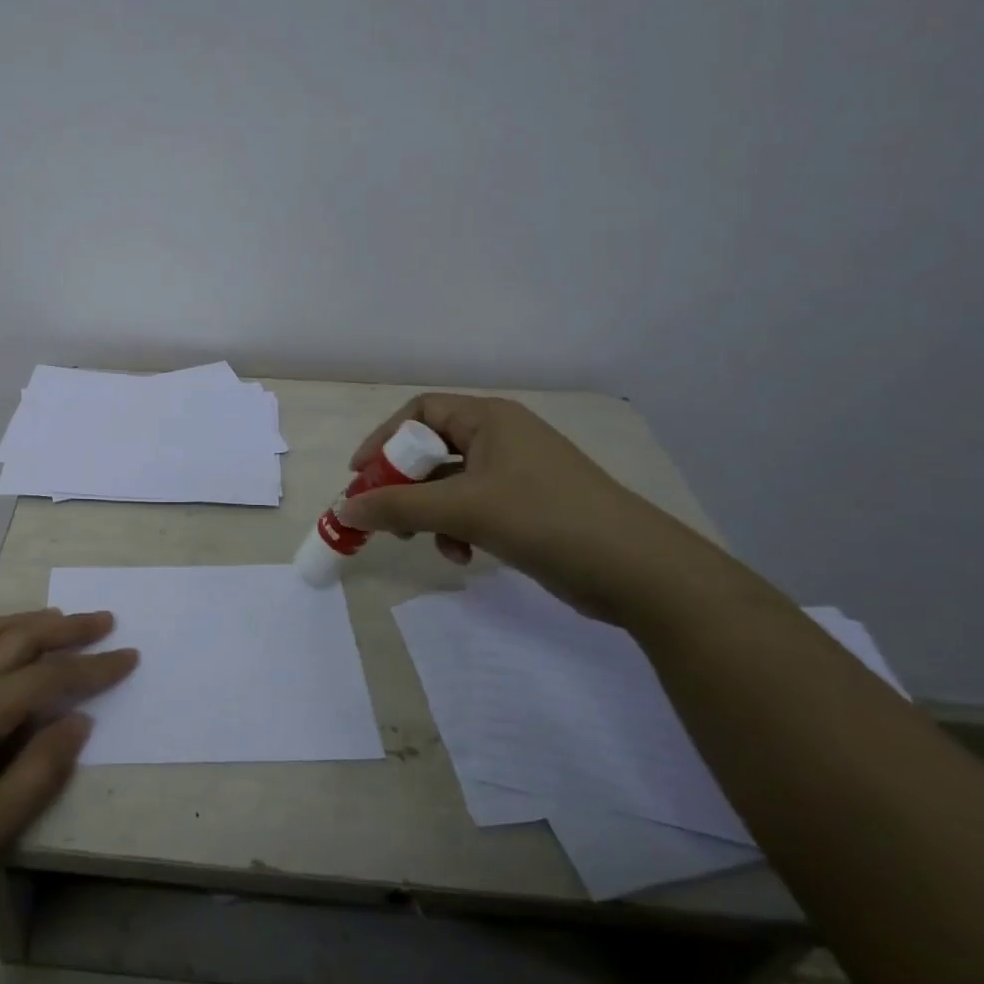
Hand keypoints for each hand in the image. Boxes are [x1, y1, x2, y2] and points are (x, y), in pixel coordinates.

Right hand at [340, 394, 703, 621]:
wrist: (638, 570)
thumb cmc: (545, 518)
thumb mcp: (463, 509)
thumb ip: (399, 507)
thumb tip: (345, 508)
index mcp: (489, 419)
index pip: (420, 413)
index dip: (385, 440)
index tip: (361, 475)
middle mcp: (501, 438)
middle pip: (432, 451)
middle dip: (404, 485)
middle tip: (383, 516)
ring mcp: (517, 473)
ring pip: (450, 484)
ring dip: (430, 513)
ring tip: (424, 542)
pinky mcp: (528, 507)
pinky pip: (474, 507)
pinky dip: (459, 528)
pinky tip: (462, 555)